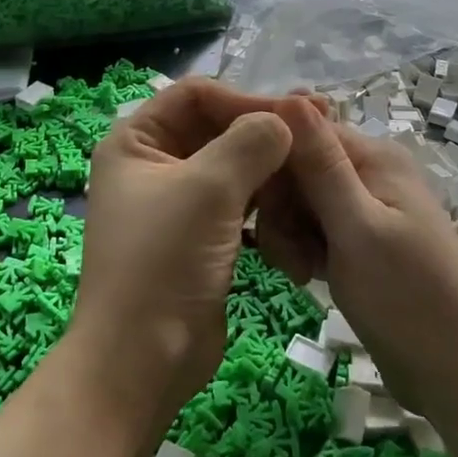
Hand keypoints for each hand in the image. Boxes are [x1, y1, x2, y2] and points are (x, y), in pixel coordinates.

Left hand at [69, 79, 291, 433]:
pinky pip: (237, 202)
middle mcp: (152, 164)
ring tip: (316, 166)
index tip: (296, 115)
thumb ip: (251, 142)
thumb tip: (286, 120)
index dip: (245, 97)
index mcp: (136, 141)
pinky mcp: (198, 236)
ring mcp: (176, 202)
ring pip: (231, 166)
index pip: (196, 95)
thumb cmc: (164, 262)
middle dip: (264, 131)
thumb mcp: (208, 189)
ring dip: (269, 167)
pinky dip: (265, 199)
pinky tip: (297, 203)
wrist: (143, 360)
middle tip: (321, 132)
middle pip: (216, 128)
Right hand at [257, 96, 457, 419]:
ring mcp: (363, 209)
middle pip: (296, 167)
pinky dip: (303, 249)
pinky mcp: (357, 242)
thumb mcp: (357, 228)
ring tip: (302, 272)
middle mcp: (368, 173)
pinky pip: (312, 229)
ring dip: (288, 234)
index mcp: (374, 157)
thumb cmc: (407, 298)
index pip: (300, 129)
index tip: (246, 197)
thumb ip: (321, 165)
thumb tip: (290, 94)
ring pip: (299, 202)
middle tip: (287, 252)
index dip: (269, 157)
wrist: (455, 374)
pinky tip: (308, 277)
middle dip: (280, 207)